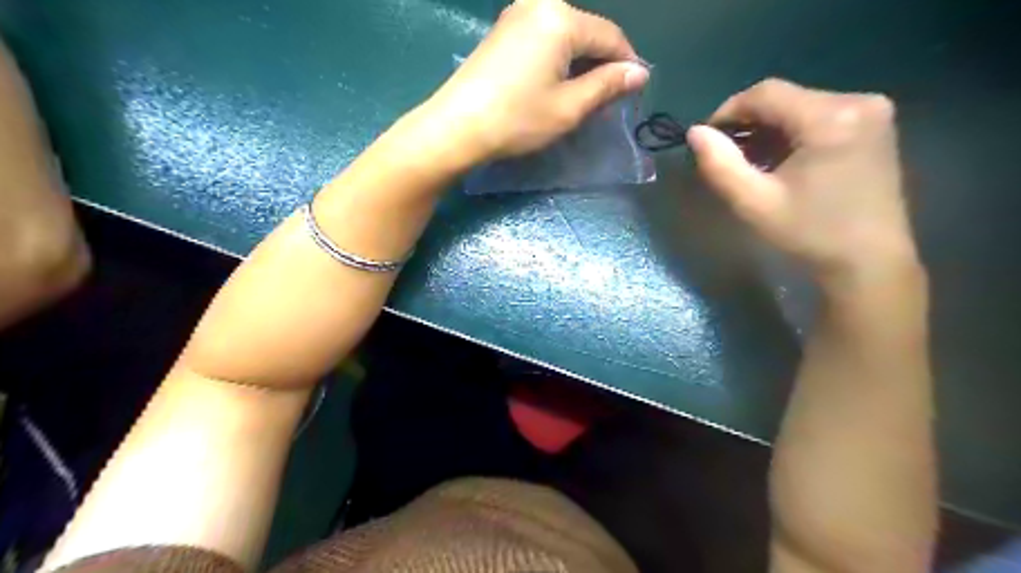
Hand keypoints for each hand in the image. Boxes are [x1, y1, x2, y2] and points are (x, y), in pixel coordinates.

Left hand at [424, 0, 643, 162]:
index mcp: (561, 17)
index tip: (635, 92)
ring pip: (566, 36)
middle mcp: (540, 4)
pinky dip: (558, 60)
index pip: (610, 36)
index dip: (627, 64)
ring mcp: (517, 15)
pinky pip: (544, 39)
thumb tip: (639, 73)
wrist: (456, 127)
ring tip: (583, 97)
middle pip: (587, 32)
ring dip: (580, 64)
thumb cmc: (517, 119)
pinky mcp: (502, 31)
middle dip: (602, 65)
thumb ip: (607, 85)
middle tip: (607, 101)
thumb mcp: (569, 107)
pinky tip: (557, 85)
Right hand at [690, 79, 921, 291]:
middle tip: (726, 156)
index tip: (707, 138)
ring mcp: (872, 112)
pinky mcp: (874, 126)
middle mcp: (858, 102)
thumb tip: (695, 133)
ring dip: (768, 130)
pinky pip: (819, 116)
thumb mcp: (754, 203)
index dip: (729, 111)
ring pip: (800, 107)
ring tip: (750, 162)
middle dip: (749, 124)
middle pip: (785, 99)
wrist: (868, 261)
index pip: (766, 93)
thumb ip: (720, 165)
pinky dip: (791, 134)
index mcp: (831, 118)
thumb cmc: (809, 234)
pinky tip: (779, 161)